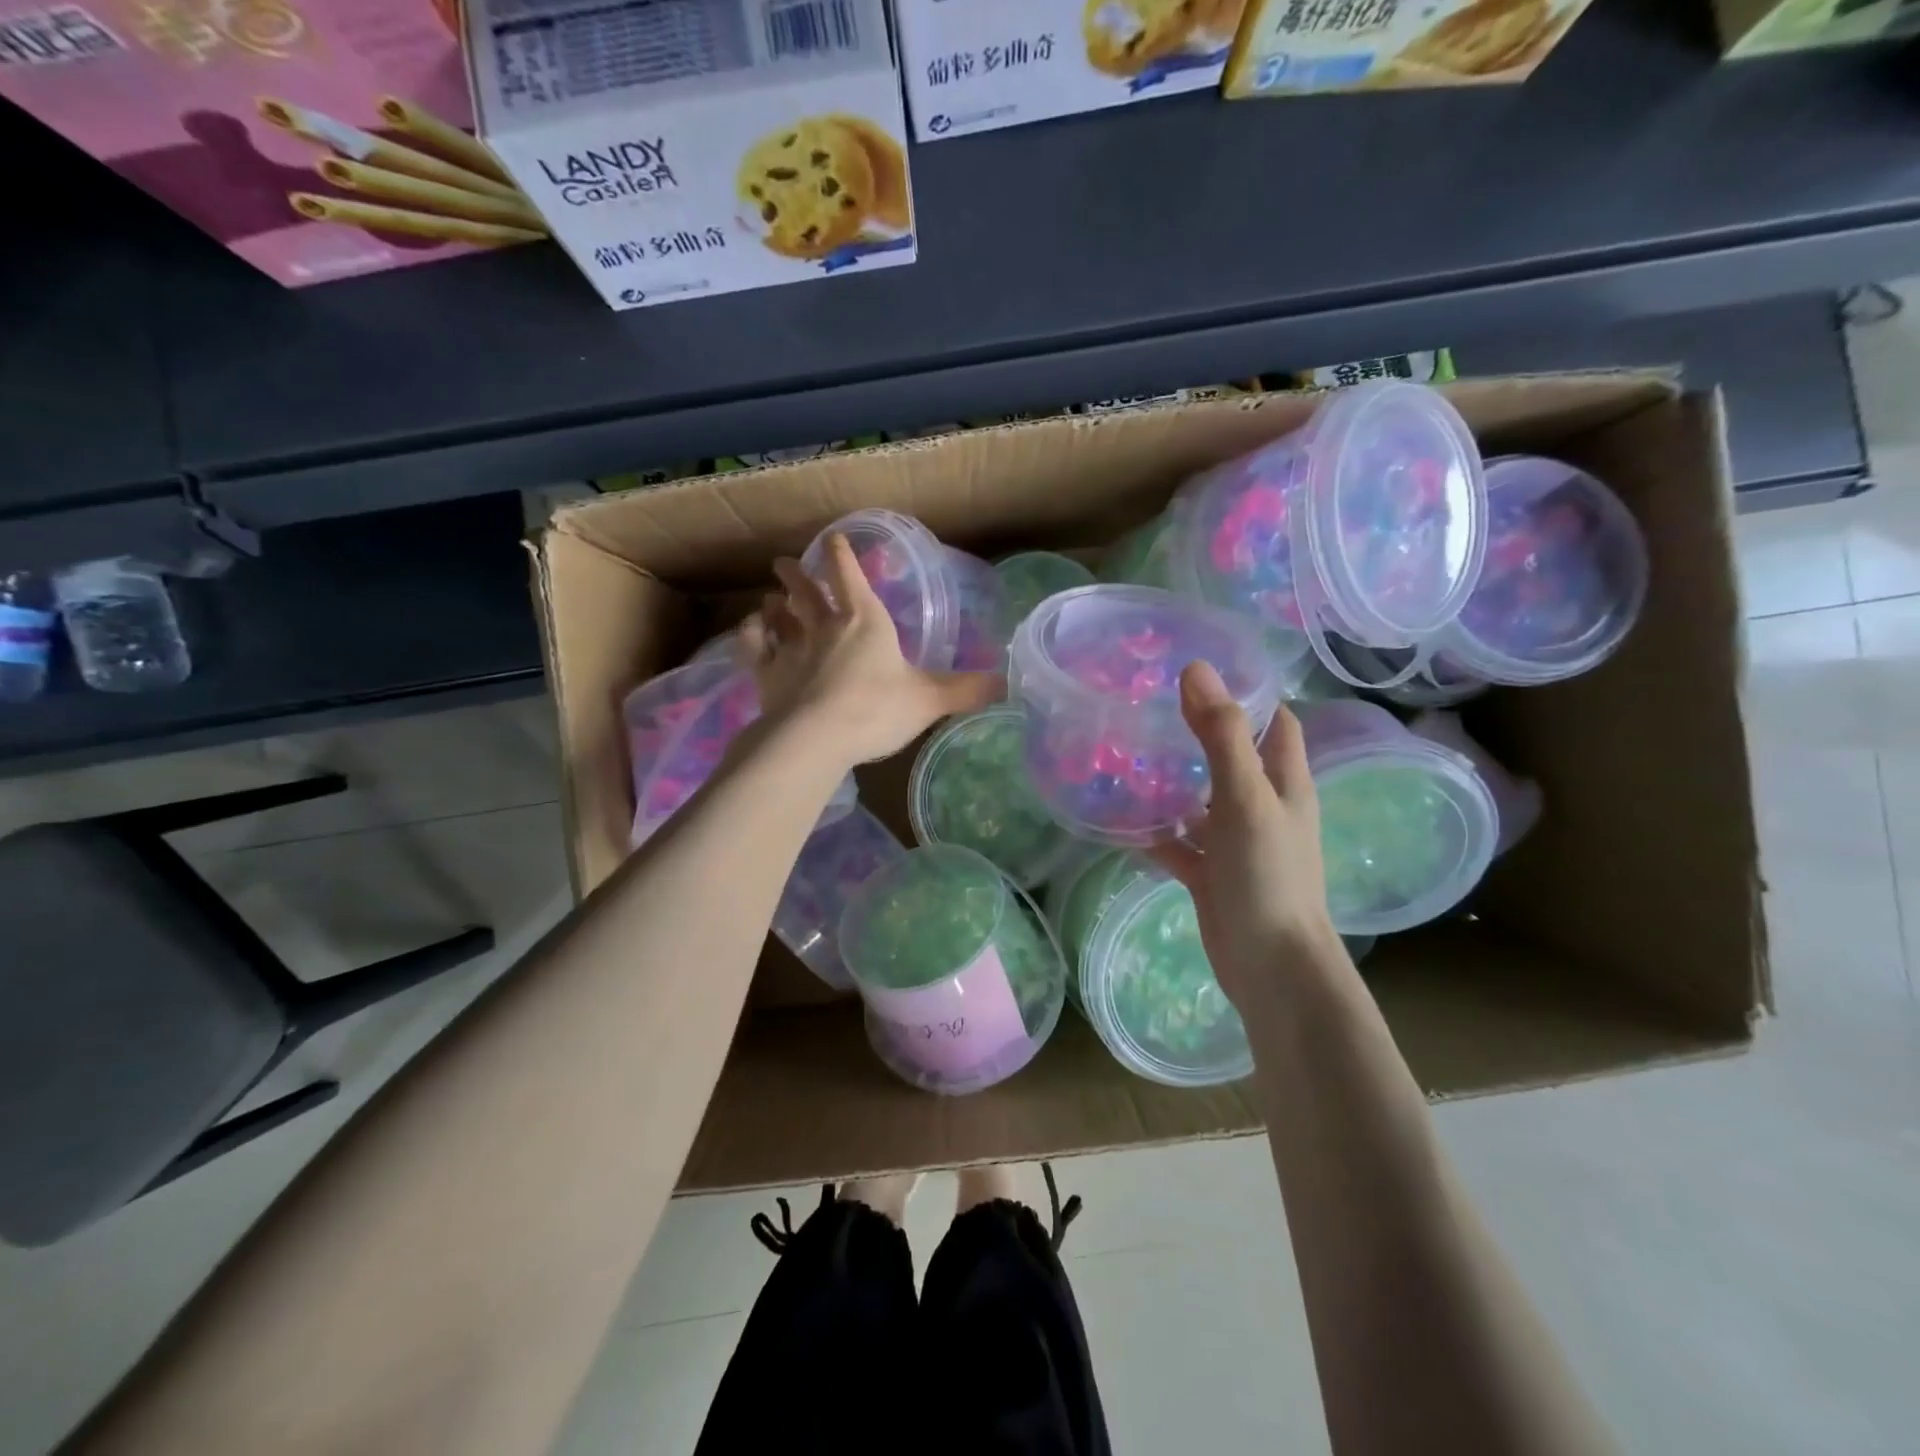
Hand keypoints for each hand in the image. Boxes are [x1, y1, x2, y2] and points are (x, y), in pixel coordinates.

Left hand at [736, 533, 1002, 767]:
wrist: (815, 738)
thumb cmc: (876, 710)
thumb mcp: (930, 700)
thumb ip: (965, 690)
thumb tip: (1006, 683)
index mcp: (864, 620)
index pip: (849, 574)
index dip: (842, 555)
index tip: (833, 540)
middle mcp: (824, 625)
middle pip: (806, 590)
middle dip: (798, 574)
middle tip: (786, 563)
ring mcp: (790, 648)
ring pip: (777, 615)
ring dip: (774, 603)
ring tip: (769, 597)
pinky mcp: (766, 674)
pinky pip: (753, 646)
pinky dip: (750, 635)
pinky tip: (749, 631)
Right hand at [1149, 663, 1347, 1010]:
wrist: (1270, 965)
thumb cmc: (1267, 874)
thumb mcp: (1245, 797)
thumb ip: (1222, 736)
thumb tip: (1196, 669)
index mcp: (1284, 781)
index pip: (1274, 721)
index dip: (1248, 693)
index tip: (1201, 670)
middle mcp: (1263, 806)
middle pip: (1233, 756)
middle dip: (1198, 731)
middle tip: (1149, 707)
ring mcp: (1236, 841)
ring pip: (1202, 799)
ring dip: (1173, 781)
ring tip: (1126, 754)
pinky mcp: (1212, 872)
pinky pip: (1180, 843)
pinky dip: (1157, 831)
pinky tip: (1121, 820)